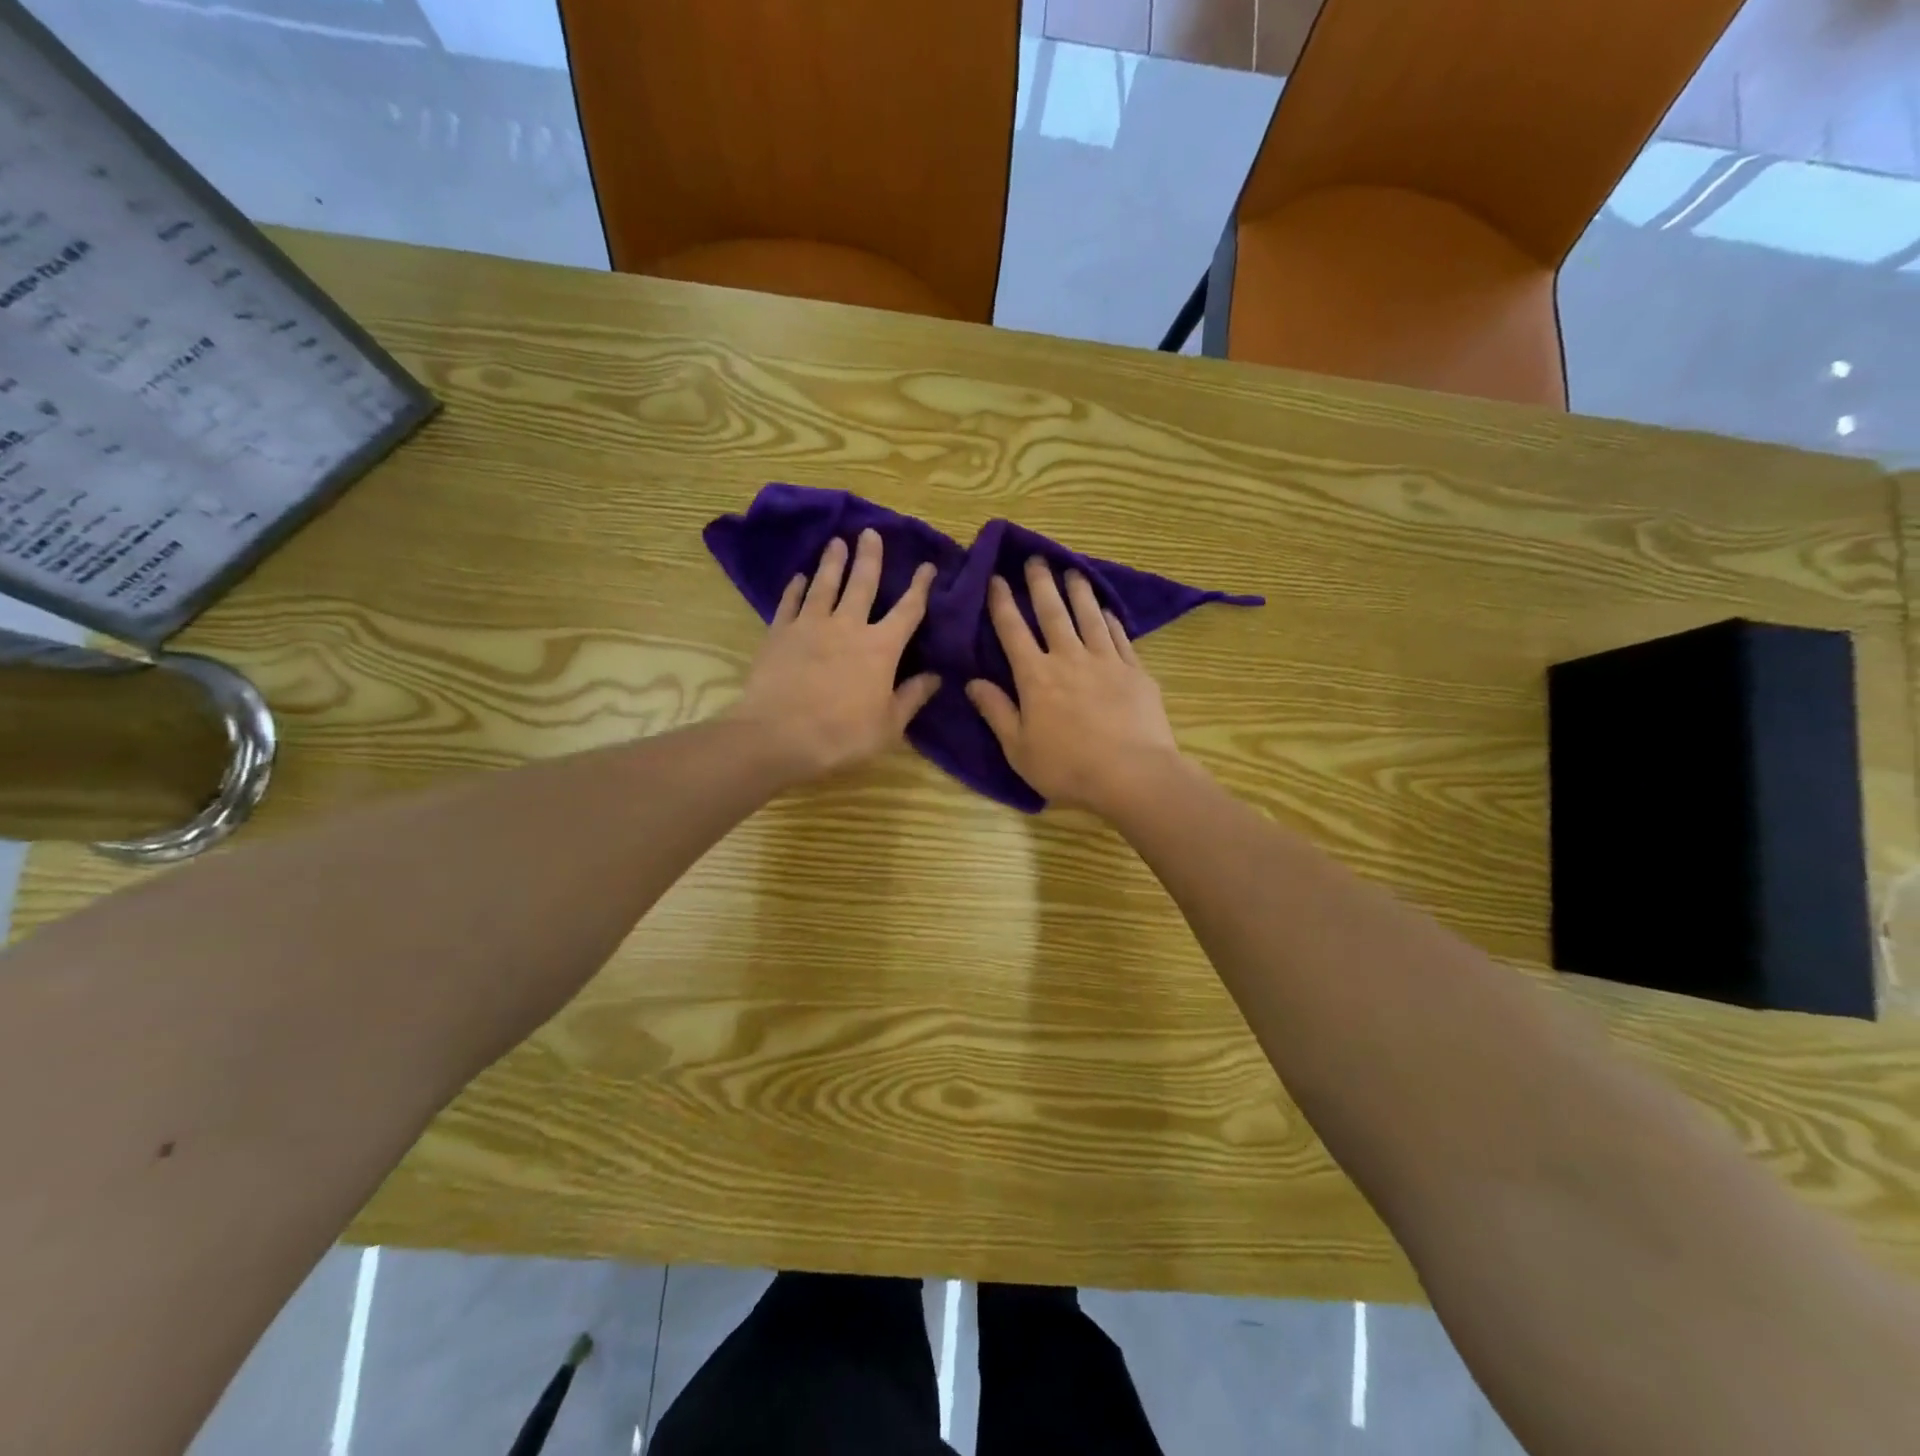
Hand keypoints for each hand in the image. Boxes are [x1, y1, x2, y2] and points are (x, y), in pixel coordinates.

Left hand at [734, 528, 939, 783]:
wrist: (779, 736)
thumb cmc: (842, 736)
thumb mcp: (888, 725)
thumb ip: (912, 697)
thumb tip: (935, 676)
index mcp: (881, 648)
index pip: (907, 610)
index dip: (920, 587)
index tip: (927, 566)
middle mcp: (848, 626)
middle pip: (862, 583)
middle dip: (869, 557)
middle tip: (870, 533)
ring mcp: (810, 625)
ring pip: (825, 584)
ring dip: (832, 562)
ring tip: (836, 542)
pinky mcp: (779, 633)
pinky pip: (790, 603)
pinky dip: (795, 588)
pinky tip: (798, 578)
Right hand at [967, 557, 1182, 814]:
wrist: (1132, 774)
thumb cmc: (1067, 767)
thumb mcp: (1018, 749)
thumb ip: (996, 712)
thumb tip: (972, 682)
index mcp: (1035, 676)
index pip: (1013, 630)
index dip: (1002, 602)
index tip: (996, 578)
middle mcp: (1068, 658)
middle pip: (1052, 612)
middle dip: (1041, 584)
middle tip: (1036, 559)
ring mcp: (1106, 661)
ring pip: (1088, 616)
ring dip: (1078, 591)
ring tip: (1072, 571)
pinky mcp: (1135, 670)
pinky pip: (1119, 636)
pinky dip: (1110, 620)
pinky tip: (1106, 610)